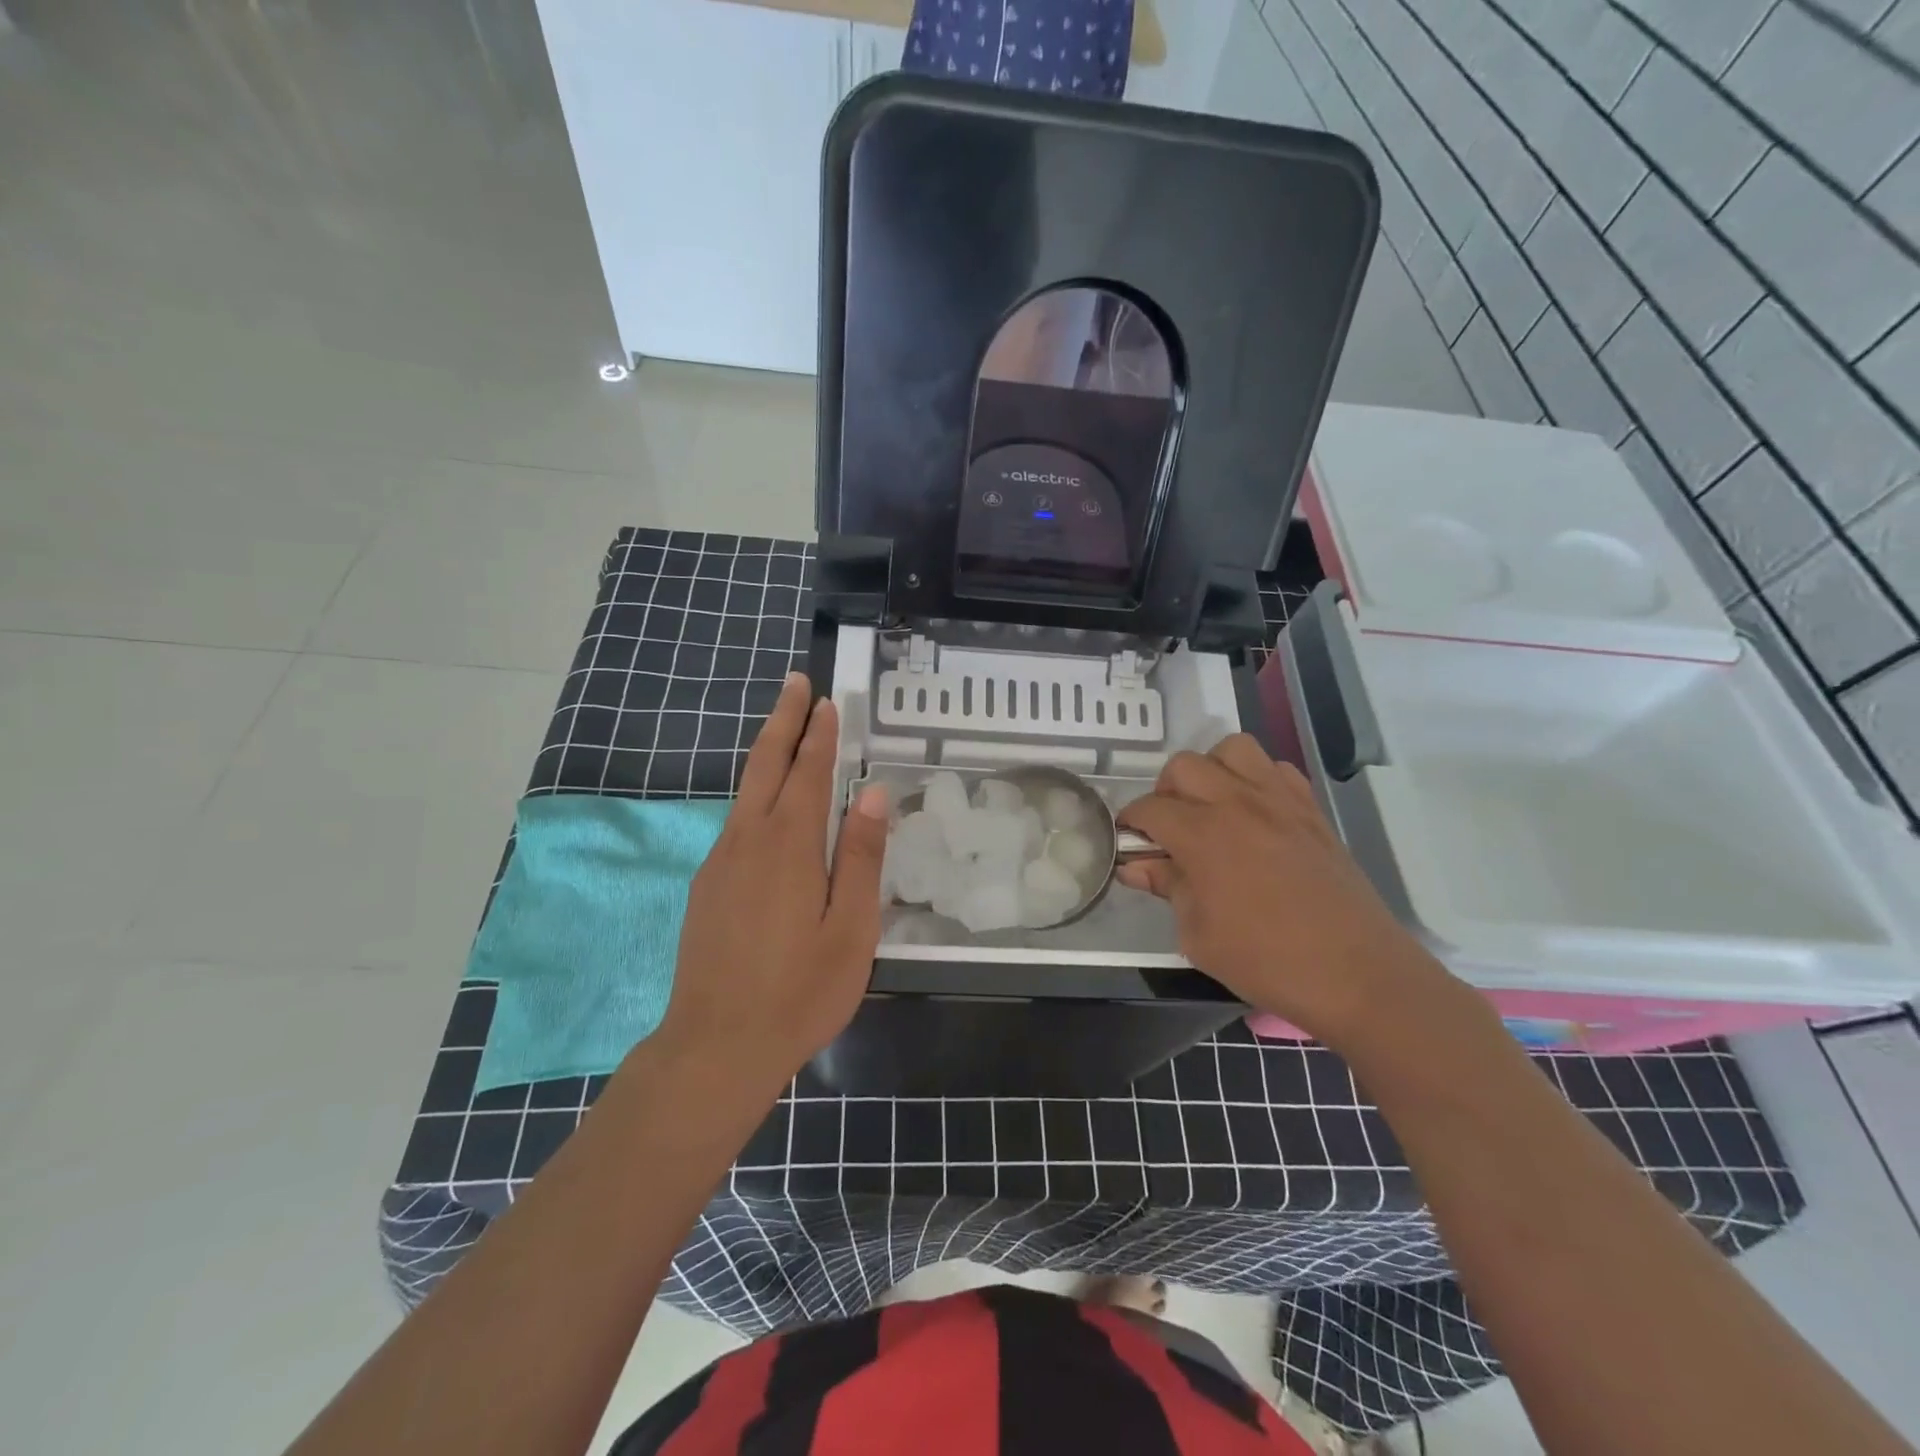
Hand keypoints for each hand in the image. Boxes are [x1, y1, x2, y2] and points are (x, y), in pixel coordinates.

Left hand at [652, 673, 888, 1097]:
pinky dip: (756, 795)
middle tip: (796, 684)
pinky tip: (769, 807)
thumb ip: (862, 857)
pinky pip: (736, 823)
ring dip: (768, 754)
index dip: (819, 735)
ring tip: (787, 731)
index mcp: (790, 846)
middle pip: (766, 766)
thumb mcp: (851, 929)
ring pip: (746, 792)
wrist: (716, 1047)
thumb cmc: (800, 991)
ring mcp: (720, 862)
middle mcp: (748, 841)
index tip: (826, 700)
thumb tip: (872, 795)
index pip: (808, 773)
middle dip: (783, 721)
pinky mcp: (707, 886)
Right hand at [1115, 735, 1443, 1047]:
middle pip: (1184, 766)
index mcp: (1203, 835)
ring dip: (1212, 770)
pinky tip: (1255, 813)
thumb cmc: (1267, 960)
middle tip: (1169, 827)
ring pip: (1232, 749)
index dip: (1130, 823)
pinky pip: (1277, 768)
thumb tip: (1136, 866)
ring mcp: (1279, 801)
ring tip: (1211, 806)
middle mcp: (1238, 804)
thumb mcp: (1198, 935)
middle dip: (1165, 791)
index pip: (1149, 809)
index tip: (1128, 842)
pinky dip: (1256, 778)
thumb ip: (1167, 888)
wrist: (1356, 973)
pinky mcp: (1311, 810)